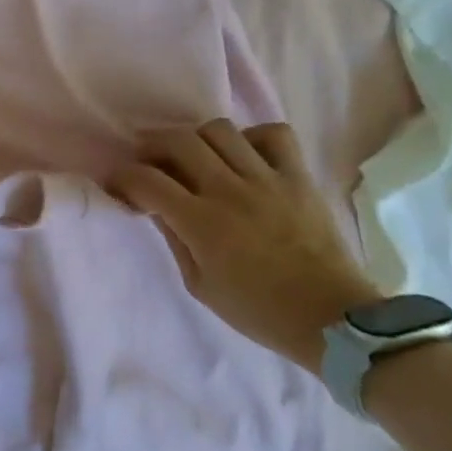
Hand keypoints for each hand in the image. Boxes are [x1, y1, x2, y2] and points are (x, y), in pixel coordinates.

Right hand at [107, 121, 377, 374]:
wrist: (334, 320)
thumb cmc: (258, 311)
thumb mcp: (200, 285)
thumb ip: (174, 238)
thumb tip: (155, 206)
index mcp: (201, 223)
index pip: (146, 180)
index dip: (122, 177)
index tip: (117, 184)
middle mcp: (229, 190)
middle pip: (178, 141)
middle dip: (152, 146)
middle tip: (149, 162)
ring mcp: (268, 179)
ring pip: (220, 130)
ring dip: (197, 139)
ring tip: (196, 157)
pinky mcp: (299, 177)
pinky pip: (275, 135)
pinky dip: (253, 138)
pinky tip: (245, 157)